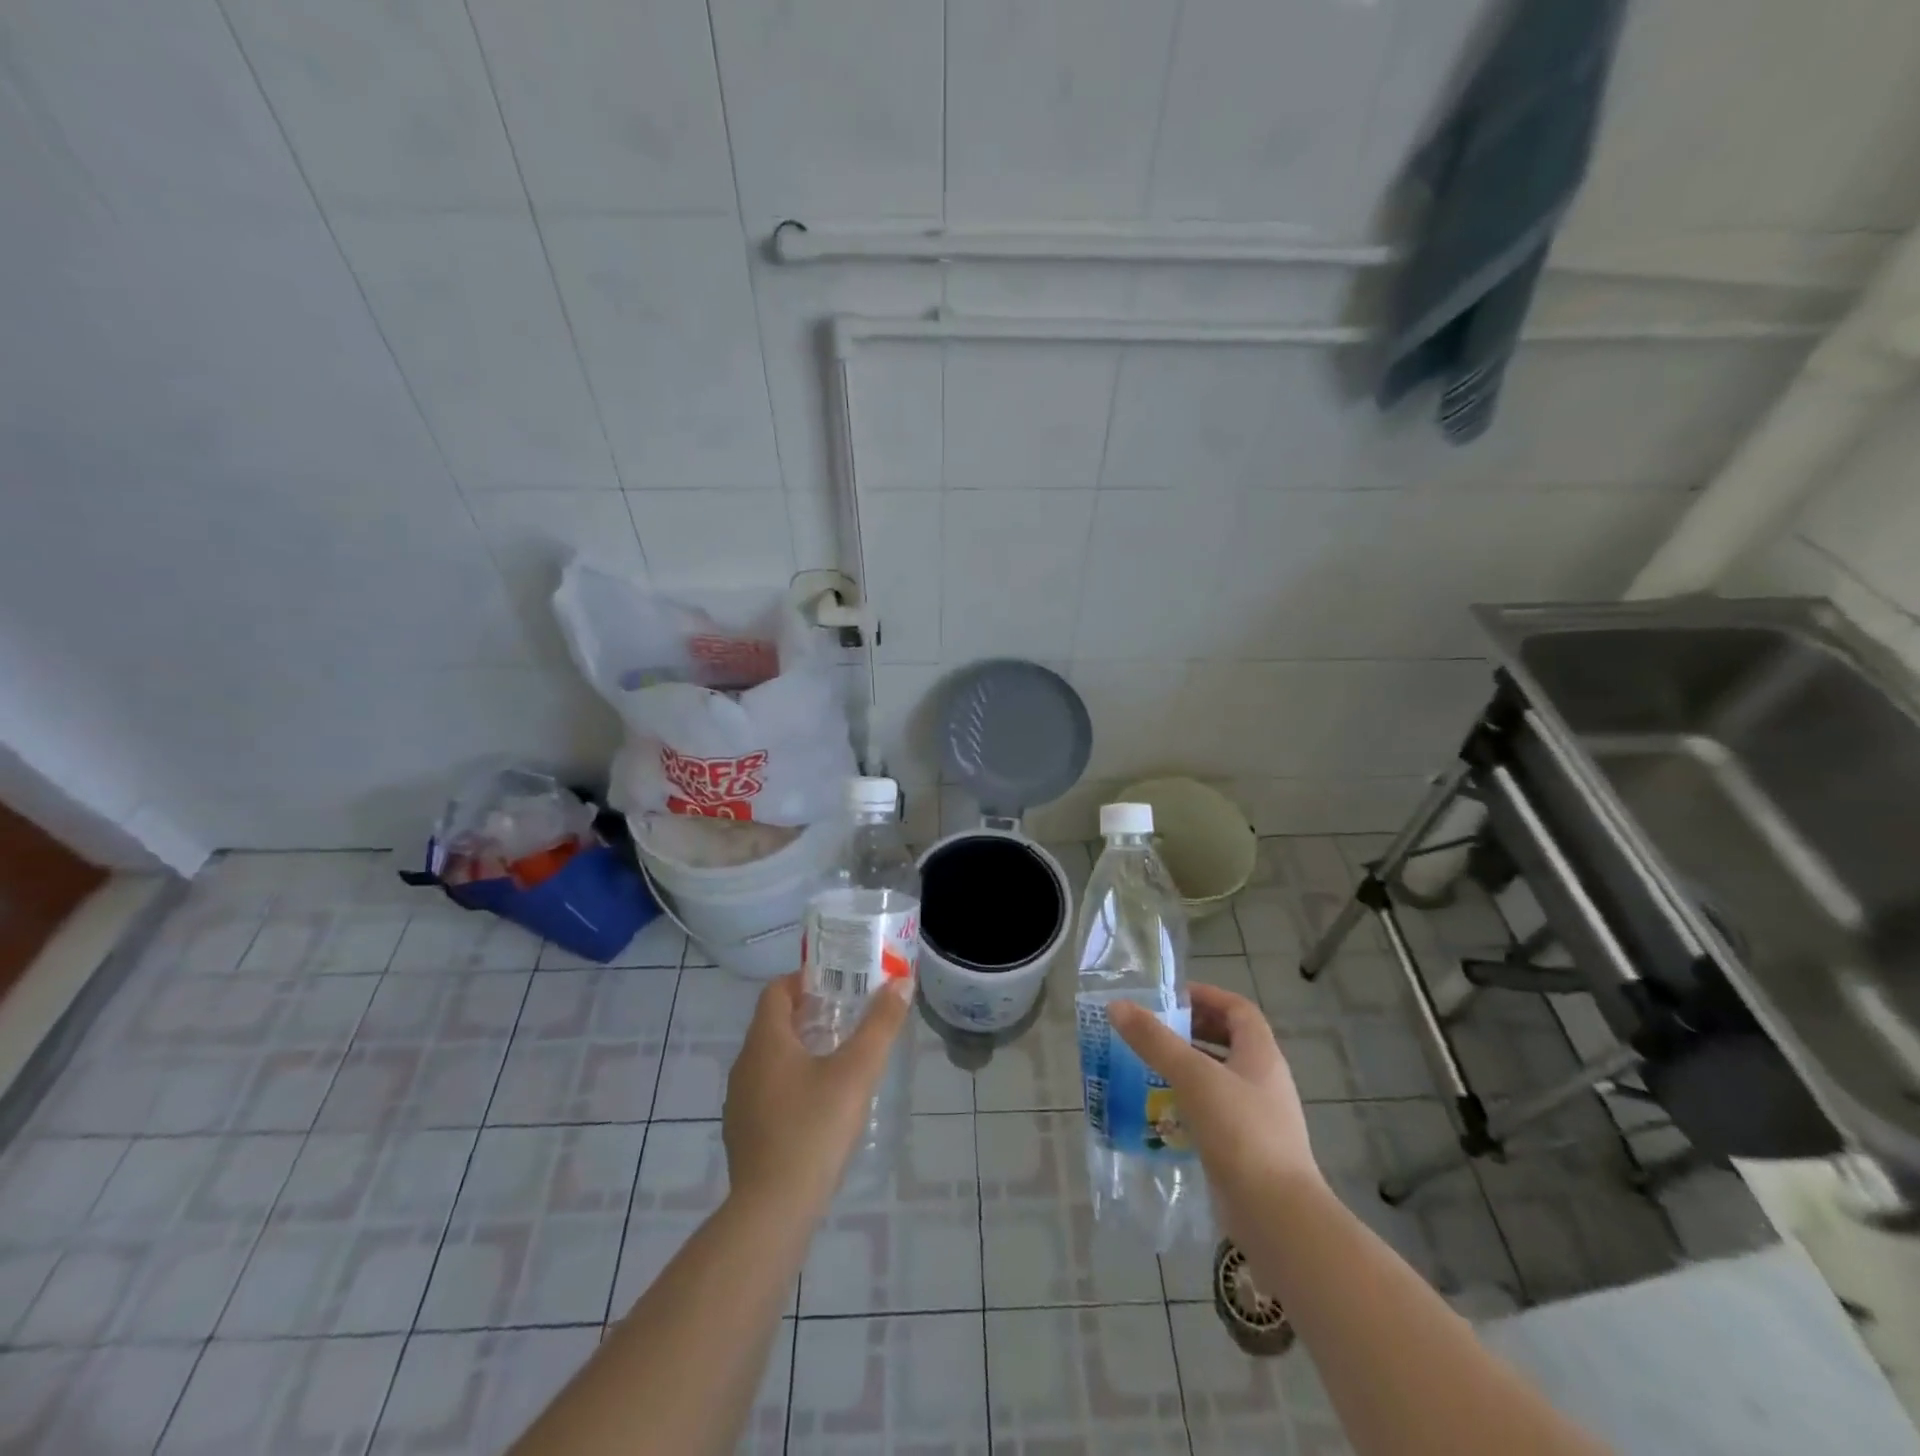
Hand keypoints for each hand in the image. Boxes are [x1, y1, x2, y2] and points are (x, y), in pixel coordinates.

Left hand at [722, 972, 911, 1216]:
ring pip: (770, 1058)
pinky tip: (820, 1103)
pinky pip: (767, 1089)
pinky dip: (791, 1081)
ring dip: (801, 1048)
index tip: (837, 982)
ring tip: (840, 1057)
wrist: (772, 1210)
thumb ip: (880, 1025)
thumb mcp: (857, 1072)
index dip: (805, 979)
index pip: (776, 991)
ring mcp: (739, 1100)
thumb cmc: (814, 1128)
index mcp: (766, 1041)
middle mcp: (745, 1064)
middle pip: (774, 1023)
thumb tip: (901, 982)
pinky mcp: (743, 1131)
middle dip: (810, 1013)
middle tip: (848, 1016)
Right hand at [1108, 985, 1320, 1239]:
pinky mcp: (1248, 1149)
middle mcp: (1265, 1080)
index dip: (1207, 996)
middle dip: (1192, 1031)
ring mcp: (1259, 1117)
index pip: (1238, 1009)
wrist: (1277, 1216)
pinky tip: (1162, 1112)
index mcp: (1261, 1054)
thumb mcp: (1192, 1076)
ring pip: (1220, 1078)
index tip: (1171, 997)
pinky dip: (1190, 1103)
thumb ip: (1154, 1040)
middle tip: (1154, 1031)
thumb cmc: (1239, 1132)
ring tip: (1149, 1068)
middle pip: (1229, 1041)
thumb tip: (1117, 1006)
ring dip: (1188, 1068)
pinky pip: (1216, 1112)